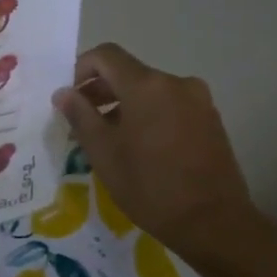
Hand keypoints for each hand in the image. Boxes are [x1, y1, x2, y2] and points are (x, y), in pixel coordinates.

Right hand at [51, 44, 257, 256]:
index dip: (81, 69)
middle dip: (100, 91)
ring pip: (149, 92)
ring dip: (123, 106)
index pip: (106, 55)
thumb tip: (64, 93)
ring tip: (108, 139)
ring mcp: (198, 101)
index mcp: (146, 86)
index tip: (69, 97)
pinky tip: (139, 148)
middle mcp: (175, 83)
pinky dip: (147, 116)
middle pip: (128, 73)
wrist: (213, 221)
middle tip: (80, 122)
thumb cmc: (149, 185)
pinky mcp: (210, 120)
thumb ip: (80, 115)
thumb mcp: (102, 152)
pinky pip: (169, 106)